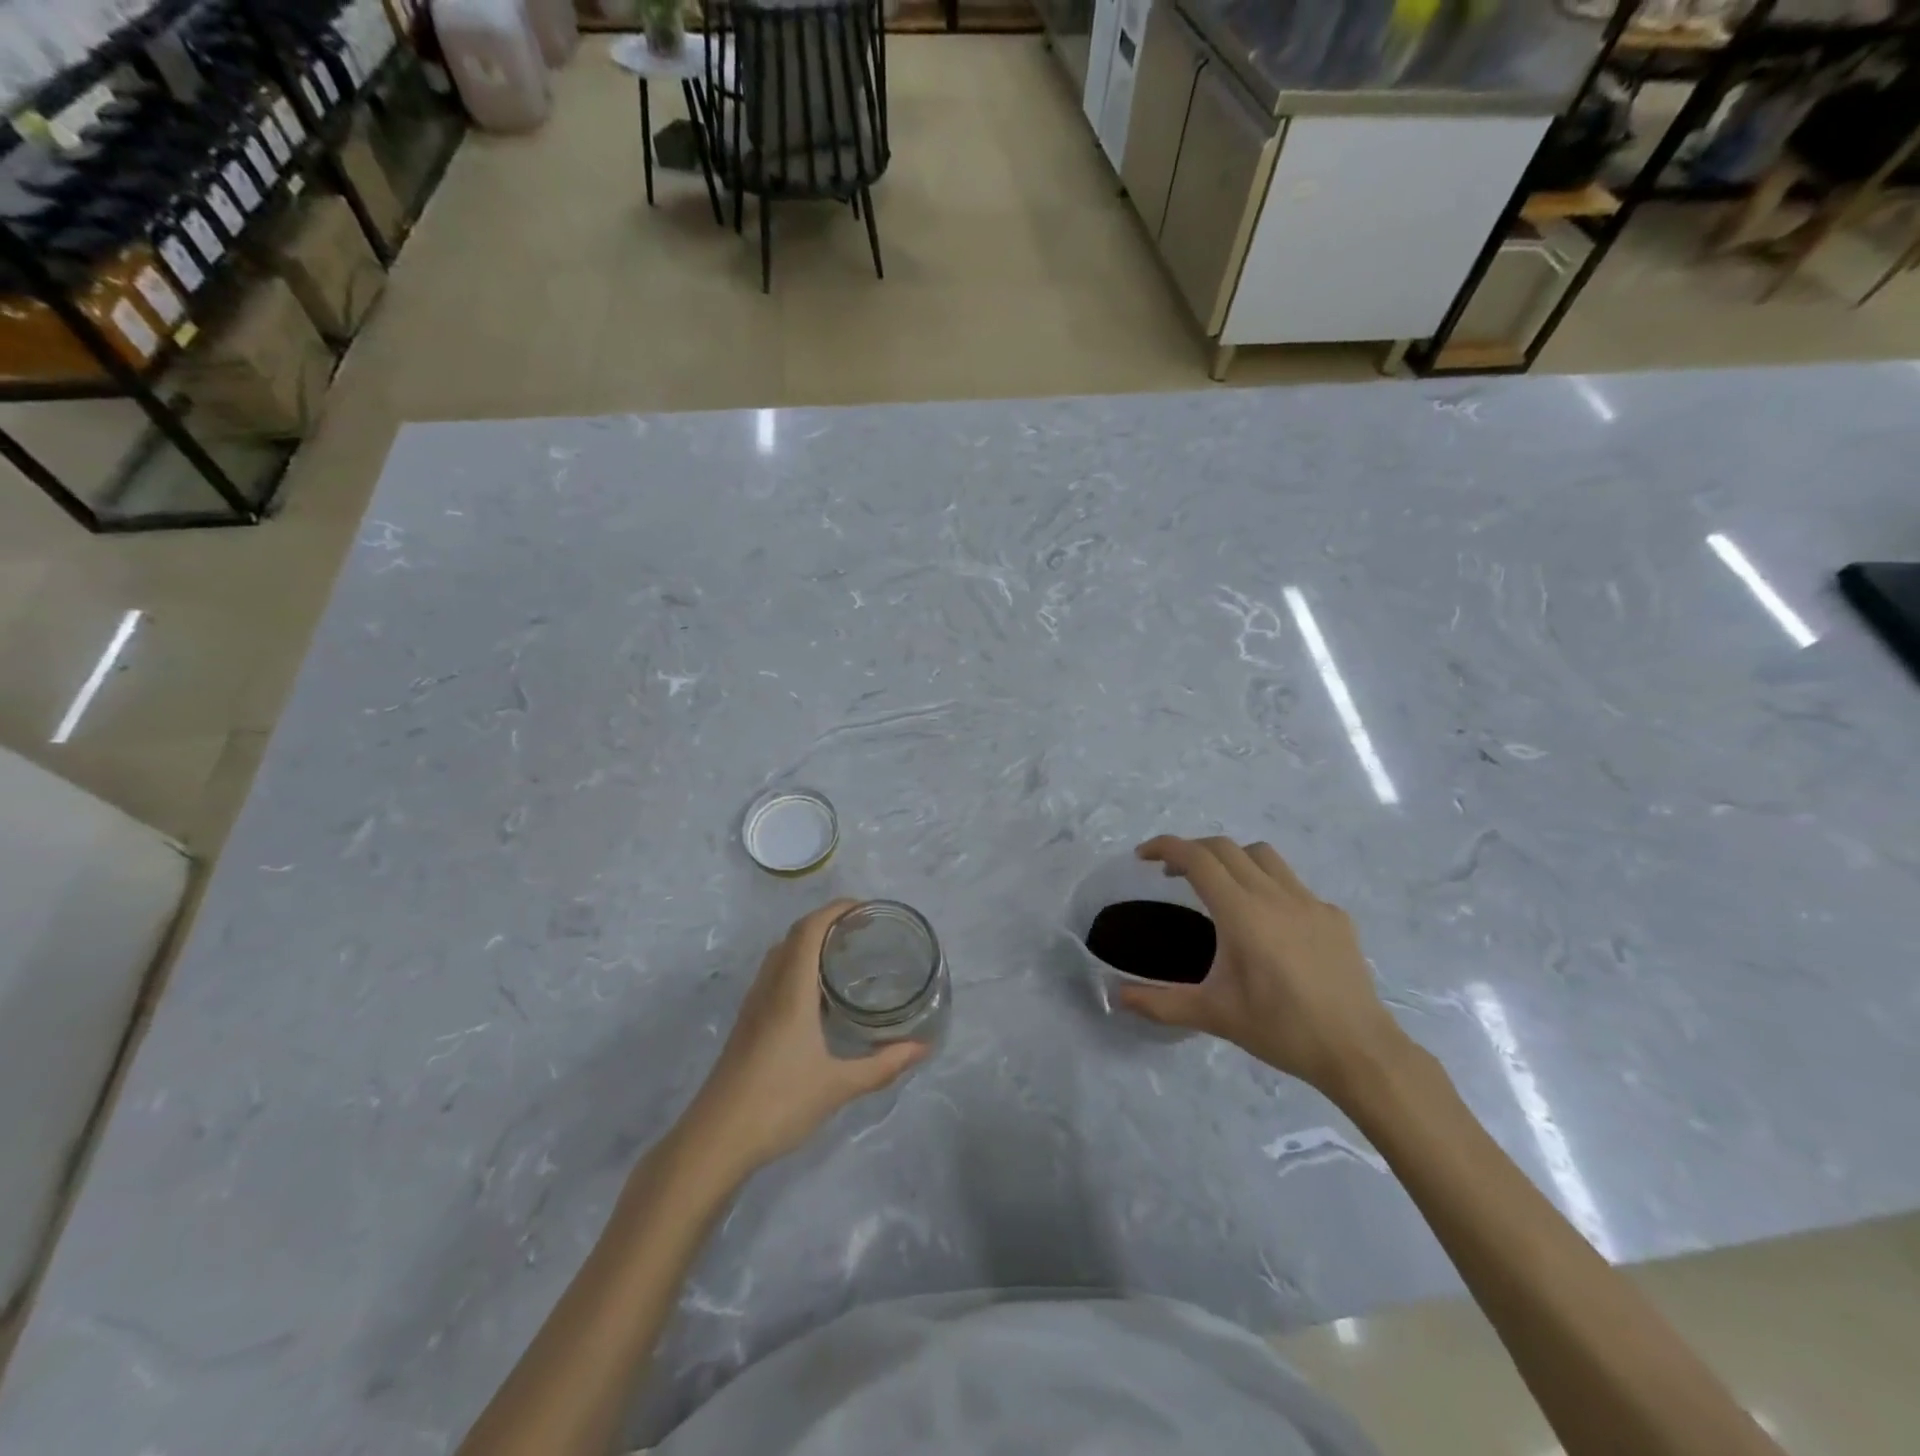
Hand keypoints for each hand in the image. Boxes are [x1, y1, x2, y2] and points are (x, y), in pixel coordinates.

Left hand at [682, 901, 927, 1178]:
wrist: (715, 1140)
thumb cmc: (778, 1104)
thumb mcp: (838, 1086)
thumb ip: (883, 1066)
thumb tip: (923, 1048)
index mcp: (790, 992)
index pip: (809, 930)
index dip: (835, 910)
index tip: (865, 908)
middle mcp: (769, 989)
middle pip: (793, 936)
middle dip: (826, 923)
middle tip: (862, 931)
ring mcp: (753, 1006)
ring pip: (779, 955)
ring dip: (808, 943)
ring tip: (843, 955)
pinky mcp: (747, 1024)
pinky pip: (773, 976)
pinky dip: (797, 966)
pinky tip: (817, 995)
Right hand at [1120, 836, 1407, 1099]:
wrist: (1358, 1051)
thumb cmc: (1281, 1029)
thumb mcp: (1214, 1015)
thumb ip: (1161, 1003)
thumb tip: (1117, 997)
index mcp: (1241, 912)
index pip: (1197, 858)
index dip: (1165, 847)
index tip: (1143, 856)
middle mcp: (1274, 894)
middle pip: (1225, 848)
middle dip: (1193, 851)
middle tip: (1173, 874)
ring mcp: (1310, 901)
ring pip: (1263, 856)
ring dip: (1232, 859)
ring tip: (1221, 887)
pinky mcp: (1335, 916)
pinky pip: (1294, 885)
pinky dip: (1269, 887)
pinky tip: (1271, 924)